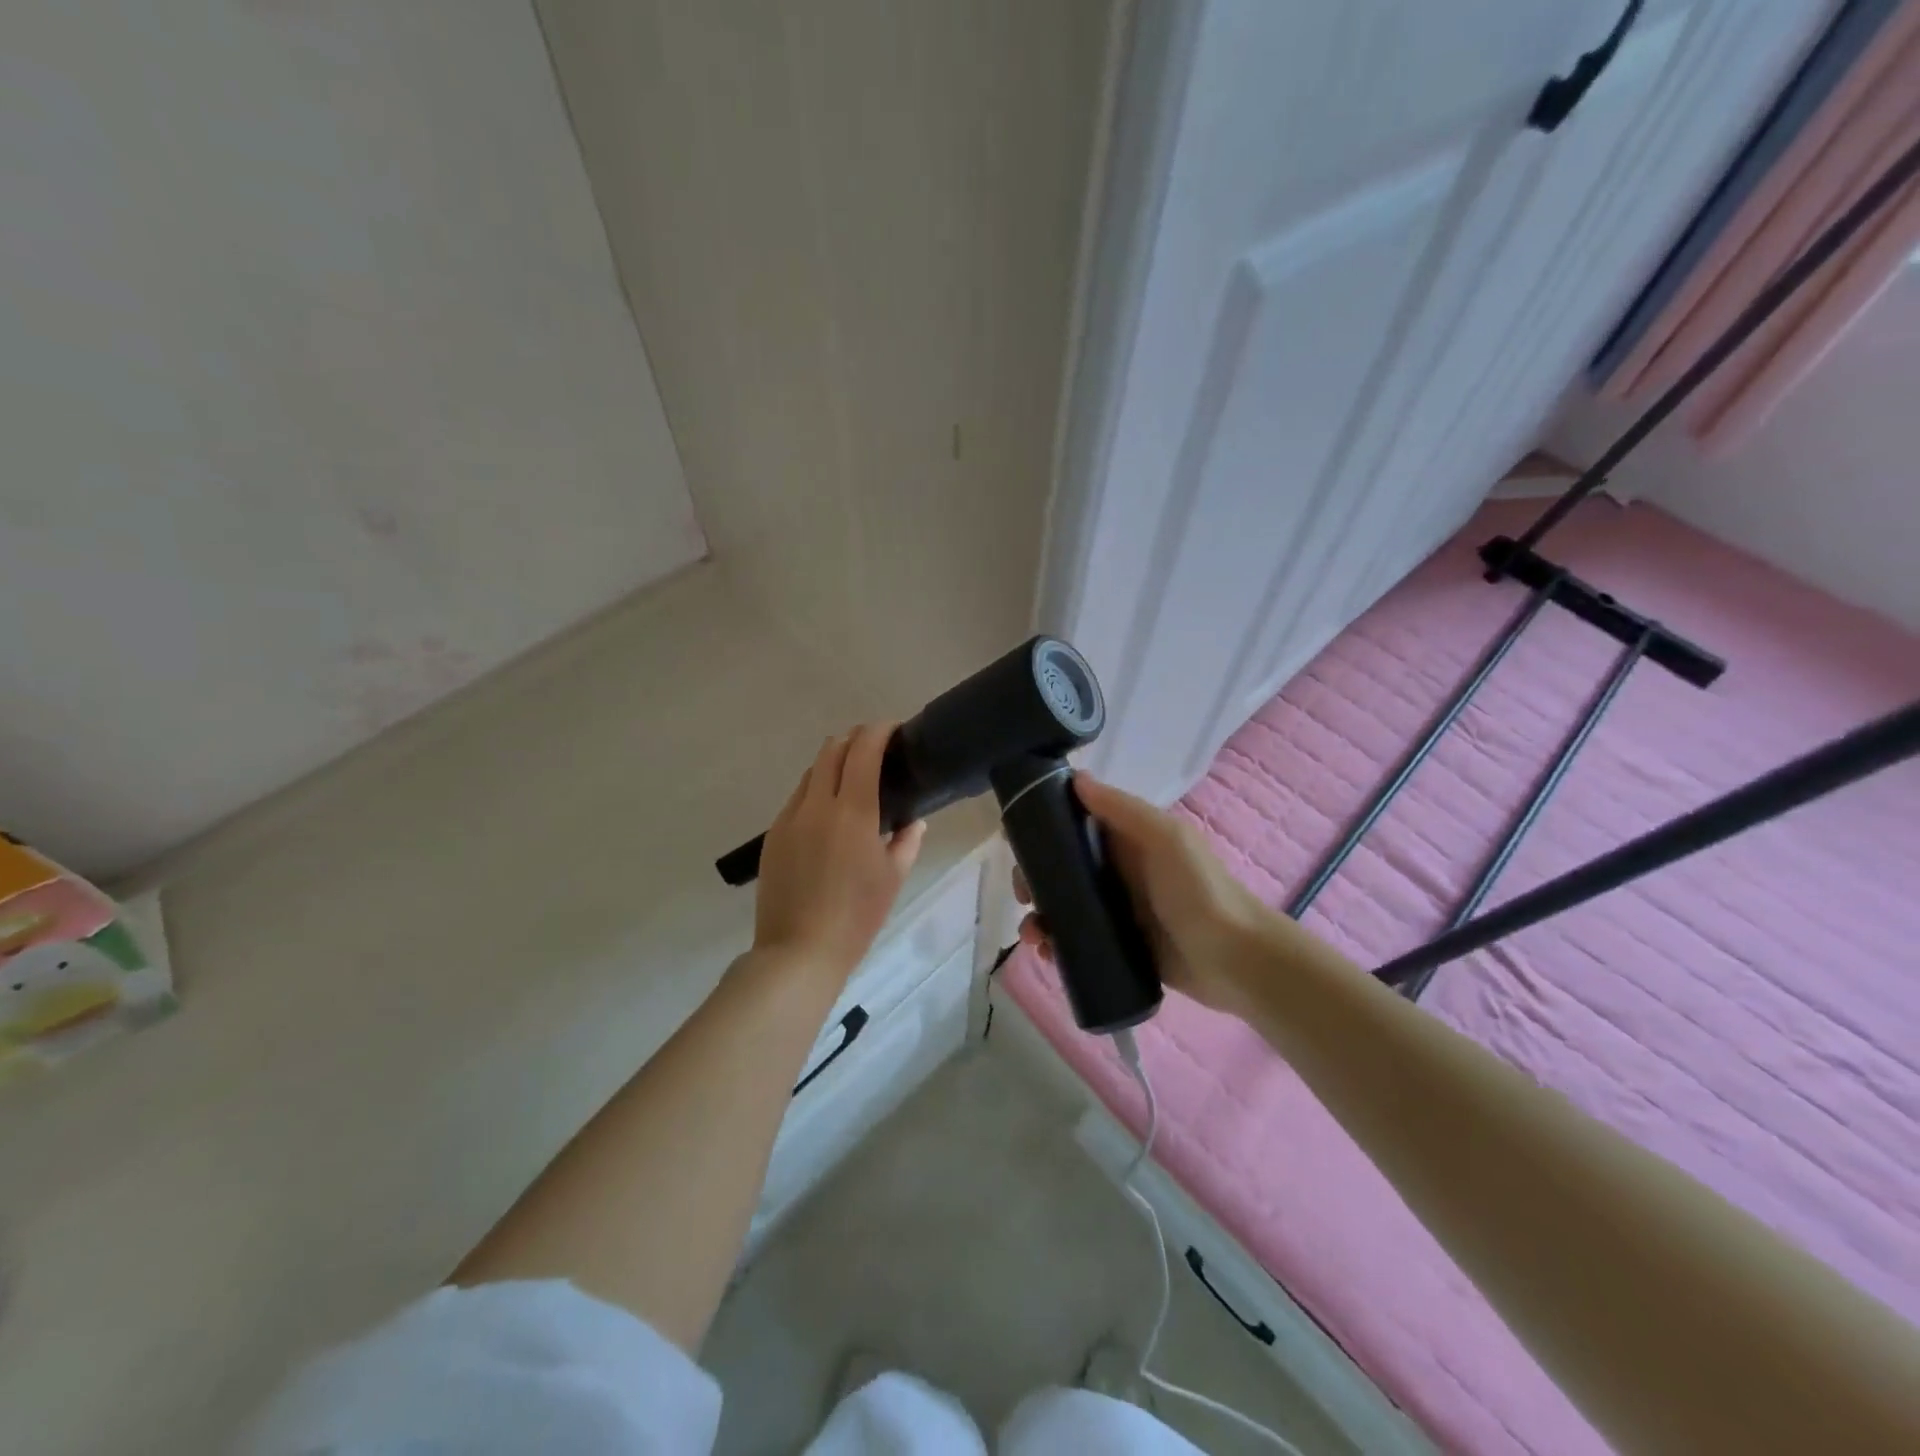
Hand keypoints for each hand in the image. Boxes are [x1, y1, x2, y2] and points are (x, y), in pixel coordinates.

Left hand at [754, 723, 925, 983]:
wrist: (799, 950)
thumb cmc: (857, 916)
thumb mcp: (892, 878)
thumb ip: (907, 841)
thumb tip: (912, 820)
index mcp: (852, 811)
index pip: (863, 750)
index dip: (878, 731)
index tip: (893, 730)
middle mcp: (816, 804)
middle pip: (831, 750)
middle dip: (854, 740)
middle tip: (875, 751)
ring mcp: (789, 818)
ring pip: (811, 773)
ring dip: (833, 765)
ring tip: (852, 784)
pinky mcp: (773, 835)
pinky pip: (796, 799)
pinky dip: (815, 792)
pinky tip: (827, 817)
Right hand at [1016, 773, 1273, 1014]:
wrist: (1236, 960)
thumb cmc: (1200, 891)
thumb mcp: (1166, 839)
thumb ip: (1123, 809)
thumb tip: (1076, 777)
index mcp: (1128, 840)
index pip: (1075, 825)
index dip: (1043, 830)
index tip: (1016, 842)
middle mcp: (1118, 871)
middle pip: (1061, 869)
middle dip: (1034, 879)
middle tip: (1023, 896)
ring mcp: (1117, 911)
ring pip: (1064, 907)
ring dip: (1039, 916)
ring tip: (1033, 937)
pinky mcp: (1118, 946)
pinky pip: (1076, 941)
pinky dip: (1055, 945)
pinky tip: (1045, 955)